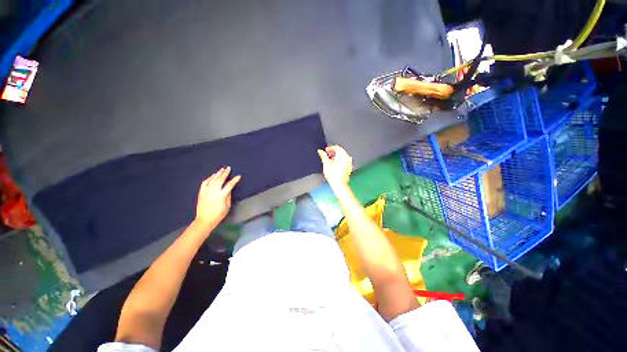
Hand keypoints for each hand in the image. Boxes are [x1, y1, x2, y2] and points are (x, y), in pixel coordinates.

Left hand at [194, 167, 240, 229]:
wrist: (205, 219)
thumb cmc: (218, 214)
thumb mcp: (227, 205)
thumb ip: (228, 196)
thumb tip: (228, 189)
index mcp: (221, 195)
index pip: (230, 185)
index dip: (235, 180)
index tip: (238, 176)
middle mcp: (213, 191)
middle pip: (220, 179)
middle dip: (225, 173)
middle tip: (228, 168)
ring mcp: (206, 191)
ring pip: (212, 179)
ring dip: (217, 174)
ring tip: (221, 169)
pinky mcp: (201, 192)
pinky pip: (205, 182)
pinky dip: (209, 178)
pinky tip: (212, 176)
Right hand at [317, 145, 351, 189]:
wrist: (339, 184)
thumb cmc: (333, 175)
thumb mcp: (326, 163)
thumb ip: (323, 156)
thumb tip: (320, 151)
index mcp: (342, 154)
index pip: (336, 147)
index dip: (330, 148)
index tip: (326, 150)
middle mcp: (347, 157)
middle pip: (340, 151)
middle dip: (333, 152)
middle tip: (327, 155)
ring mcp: (349, 162)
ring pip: (342, 155)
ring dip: (337, 156)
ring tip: (330, 160)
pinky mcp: (349, 167)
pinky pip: (345, 160)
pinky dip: (340, 160)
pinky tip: (335, 164)